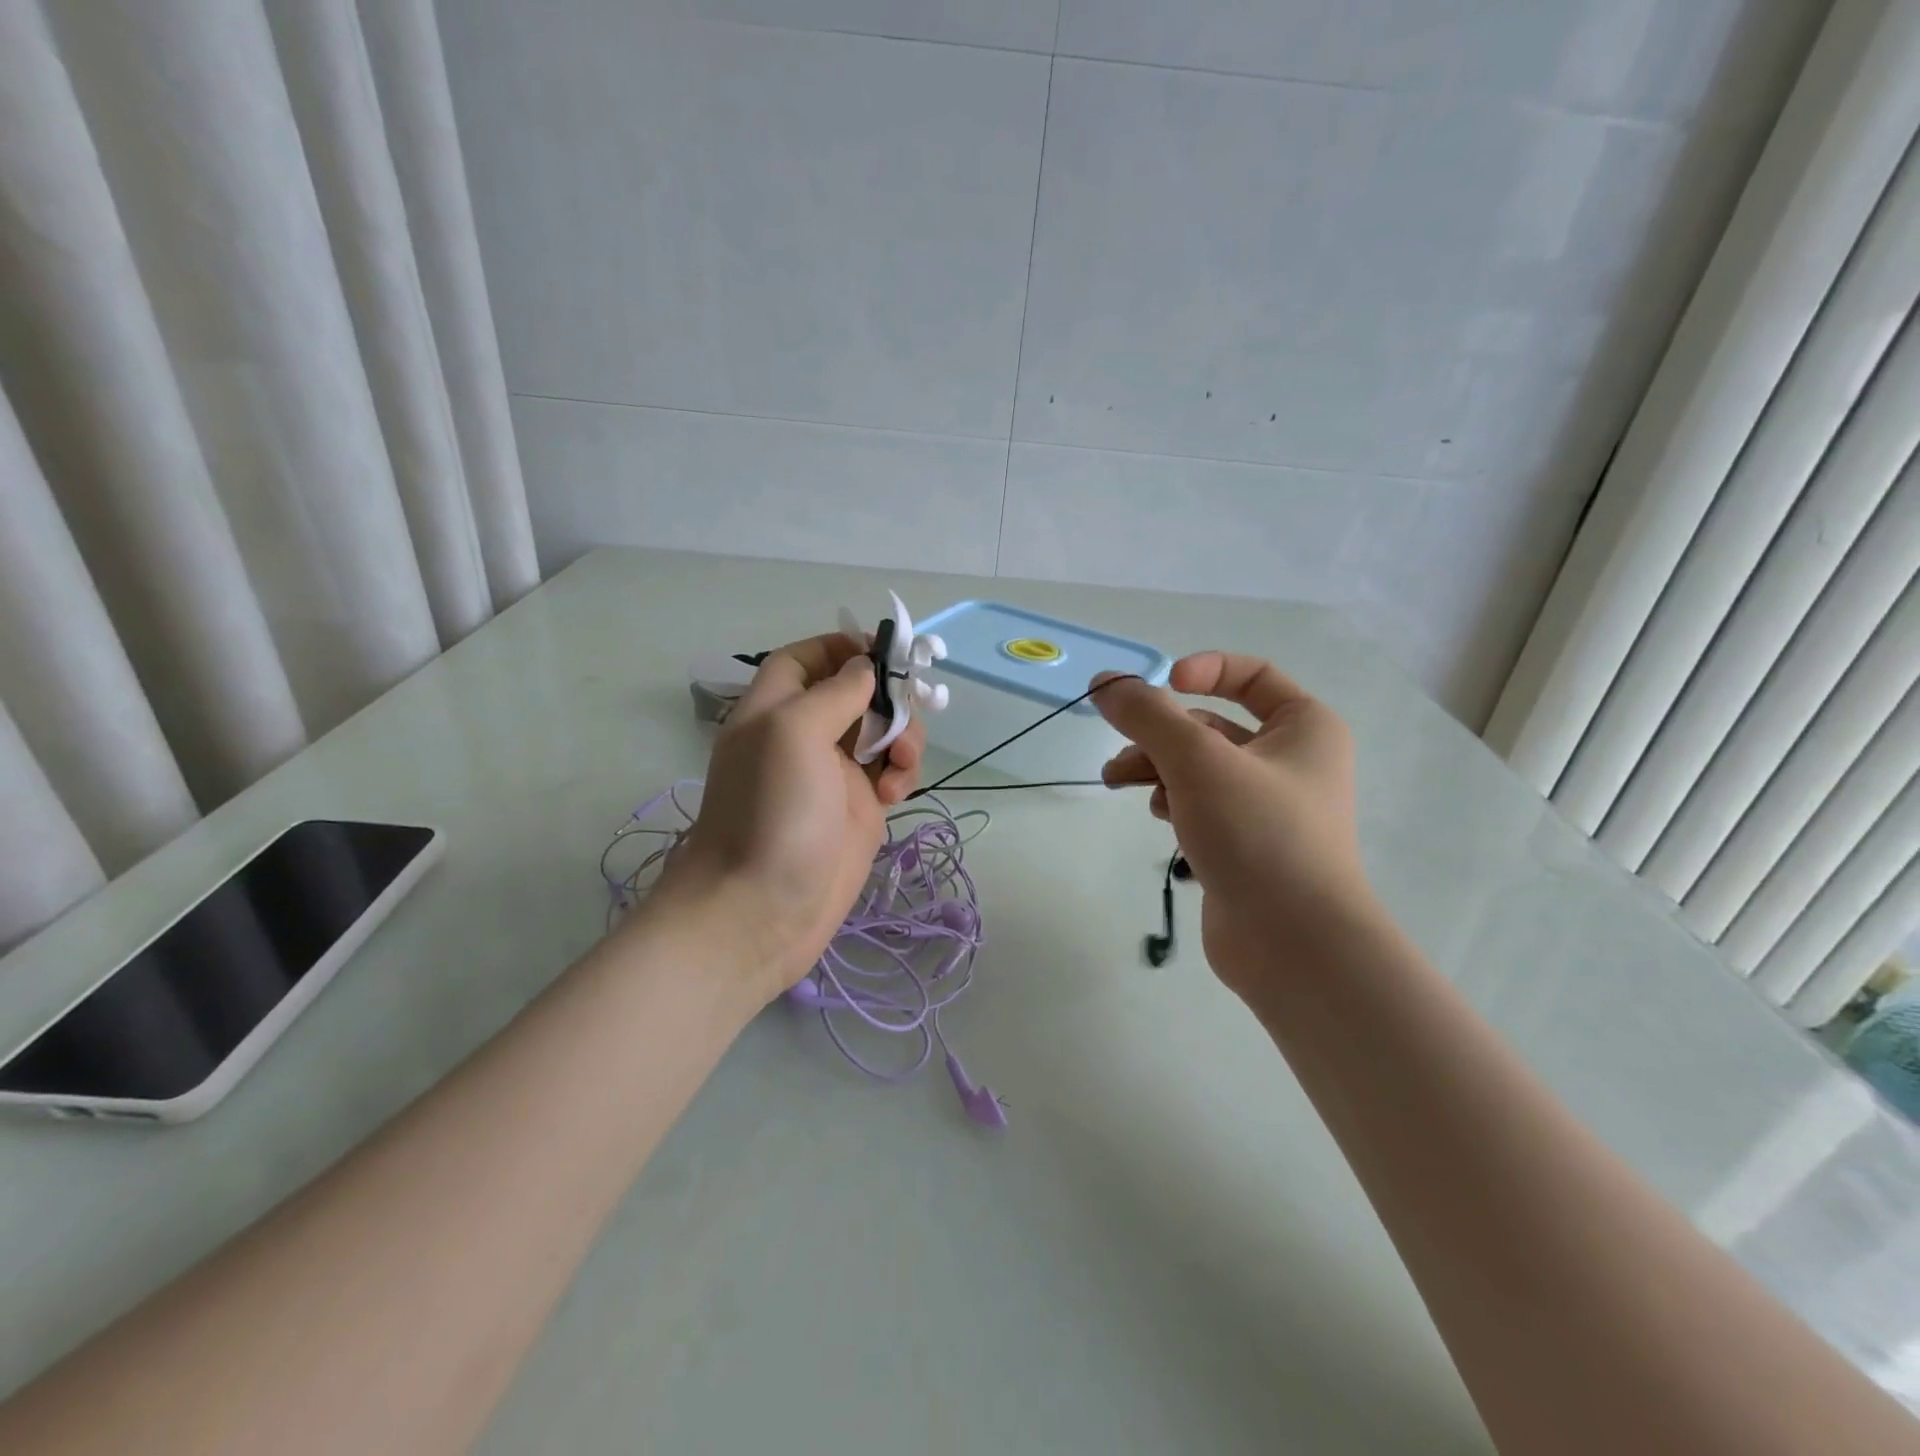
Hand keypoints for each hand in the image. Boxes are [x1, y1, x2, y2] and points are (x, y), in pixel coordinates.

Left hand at [654, 632, 924, 1000]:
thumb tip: (866, 668)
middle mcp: (804, 736)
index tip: (884, 652)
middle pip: (855, 693)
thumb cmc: (772, 813)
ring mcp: (834, 774)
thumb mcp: (794, 733)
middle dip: (889, 697)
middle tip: (910, 714)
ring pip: (882, 733)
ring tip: (902, 766)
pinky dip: (902, 775)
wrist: (761, 910)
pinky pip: (891, 774)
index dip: (841, 648)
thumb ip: (834, 692)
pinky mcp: (858, 810)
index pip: (805, 659)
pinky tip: (895, 797)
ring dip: (904, 738)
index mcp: (775, 709)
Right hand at [1094, 652, 1371, 997]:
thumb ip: (1147, 715)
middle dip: (1159, 732)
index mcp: (1305, 728)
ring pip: (1199, 768)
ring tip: (1116, 781)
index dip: (1204, 670)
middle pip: (1212, 725)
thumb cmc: (1258, 834)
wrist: (1295, 945)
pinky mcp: (1245, 846)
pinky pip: (1201, 805)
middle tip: (1116, 745)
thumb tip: (1104, 681)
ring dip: (1155, 767)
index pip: (1253, 675)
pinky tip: (1159, 817)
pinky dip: (1174, 801)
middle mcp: (1292, 762)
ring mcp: (1268, 808)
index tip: (1161, 685)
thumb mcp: (1197, 761)